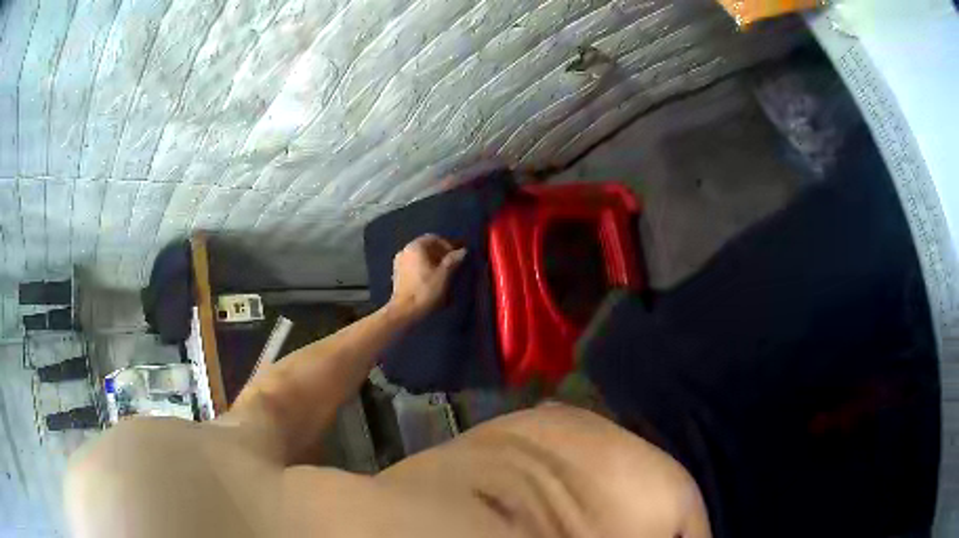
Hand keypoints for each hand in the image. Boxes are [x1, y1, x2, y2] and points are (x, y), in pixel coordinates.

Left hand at [389, 234, 466, 320]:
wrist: (405, 311)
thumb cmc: (426, 290)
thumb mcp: (444, 274)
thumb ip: (453, 259)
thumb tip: (463, 251)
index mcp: (415, 247)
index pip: (435, 238)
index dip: (448, 244)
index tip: (458, 254)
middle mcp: (405, 250)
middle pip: (426, 246)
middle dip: (441, 253)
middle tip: (454, 262)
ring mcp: (399, 263)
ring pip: (420, 257)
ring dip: (433, 261)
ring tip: (445, 272)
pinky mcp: (398, 275)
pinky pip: (414, 266)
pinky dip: (424, 268)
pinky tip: (432, 279)